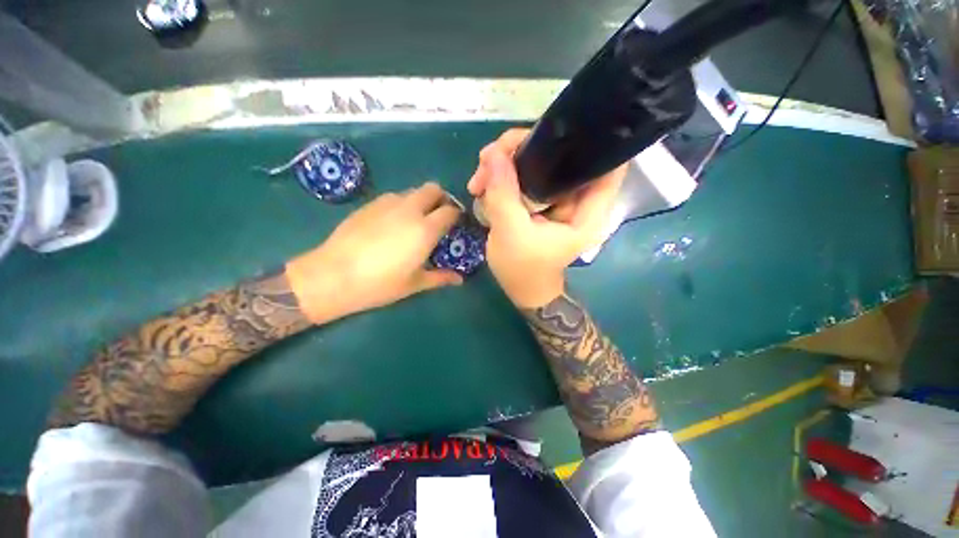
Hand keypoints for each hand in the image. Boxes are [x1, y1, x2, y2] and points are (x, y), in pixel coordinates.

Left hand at [286, 182, 462, 323]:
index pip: (450, 210)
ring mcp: (387, 204)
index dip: (457, 214)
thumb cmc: (380, 284)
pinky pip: (393, 197)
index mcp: (425, 229)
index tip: (457, 223)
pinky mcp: (369, 204)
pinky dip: (402, 204)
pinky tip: (393, 223)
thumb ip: (440, 277)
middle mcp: (409, 209)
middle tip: (440, 215)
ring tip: (416, 220)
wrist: (333, 275)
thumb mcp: (414, 284)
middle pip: (433, 189)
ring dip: (421, 200)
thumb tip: (460, 280)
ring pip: (412, 191)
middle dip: (441, 198)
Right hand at [468, 129, 625, 308]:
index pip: (606, 162)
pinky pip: (524, 177)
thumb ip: (504, 194)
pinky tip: (482, 185)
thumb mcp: (511, 233)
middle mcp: (576, 198)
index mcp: (587, 210)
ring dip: (506, 163)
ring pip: (537, 163)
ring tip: (479, 179)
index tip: (555, 128)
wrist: (520, 288)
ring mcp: (556, 197)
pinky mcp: (539, 200)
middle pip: (561, 155)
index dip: (588, 138)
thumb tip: (492, 154)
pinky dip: (503, 176)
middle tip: (488, 159)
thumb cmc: (523, 269)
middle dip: (522, 149)